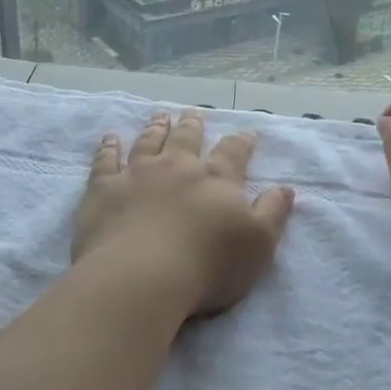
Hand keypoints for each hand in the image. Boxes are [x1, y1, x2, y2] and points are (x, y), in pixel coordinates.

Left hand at [73, 111, 295, 319]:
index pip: (233, 153)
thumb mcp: (258, 245)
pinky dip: (109, 147)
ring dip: (156, 128)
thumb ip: (273, 213)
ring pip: (149, 142)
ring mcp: (138, 174)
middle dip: (193, 126)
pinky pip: (106, 160)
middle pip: (187, 139)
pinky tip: (110, 138)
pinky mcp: (104, 188)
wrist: (141, 276)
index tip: (247, 133)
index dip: (242, 142)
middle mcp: (178, 167)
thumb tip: (286, 188)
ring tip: (160, 117)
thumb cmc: (208, 266)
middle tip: (194, 113)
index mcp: (217, 180)